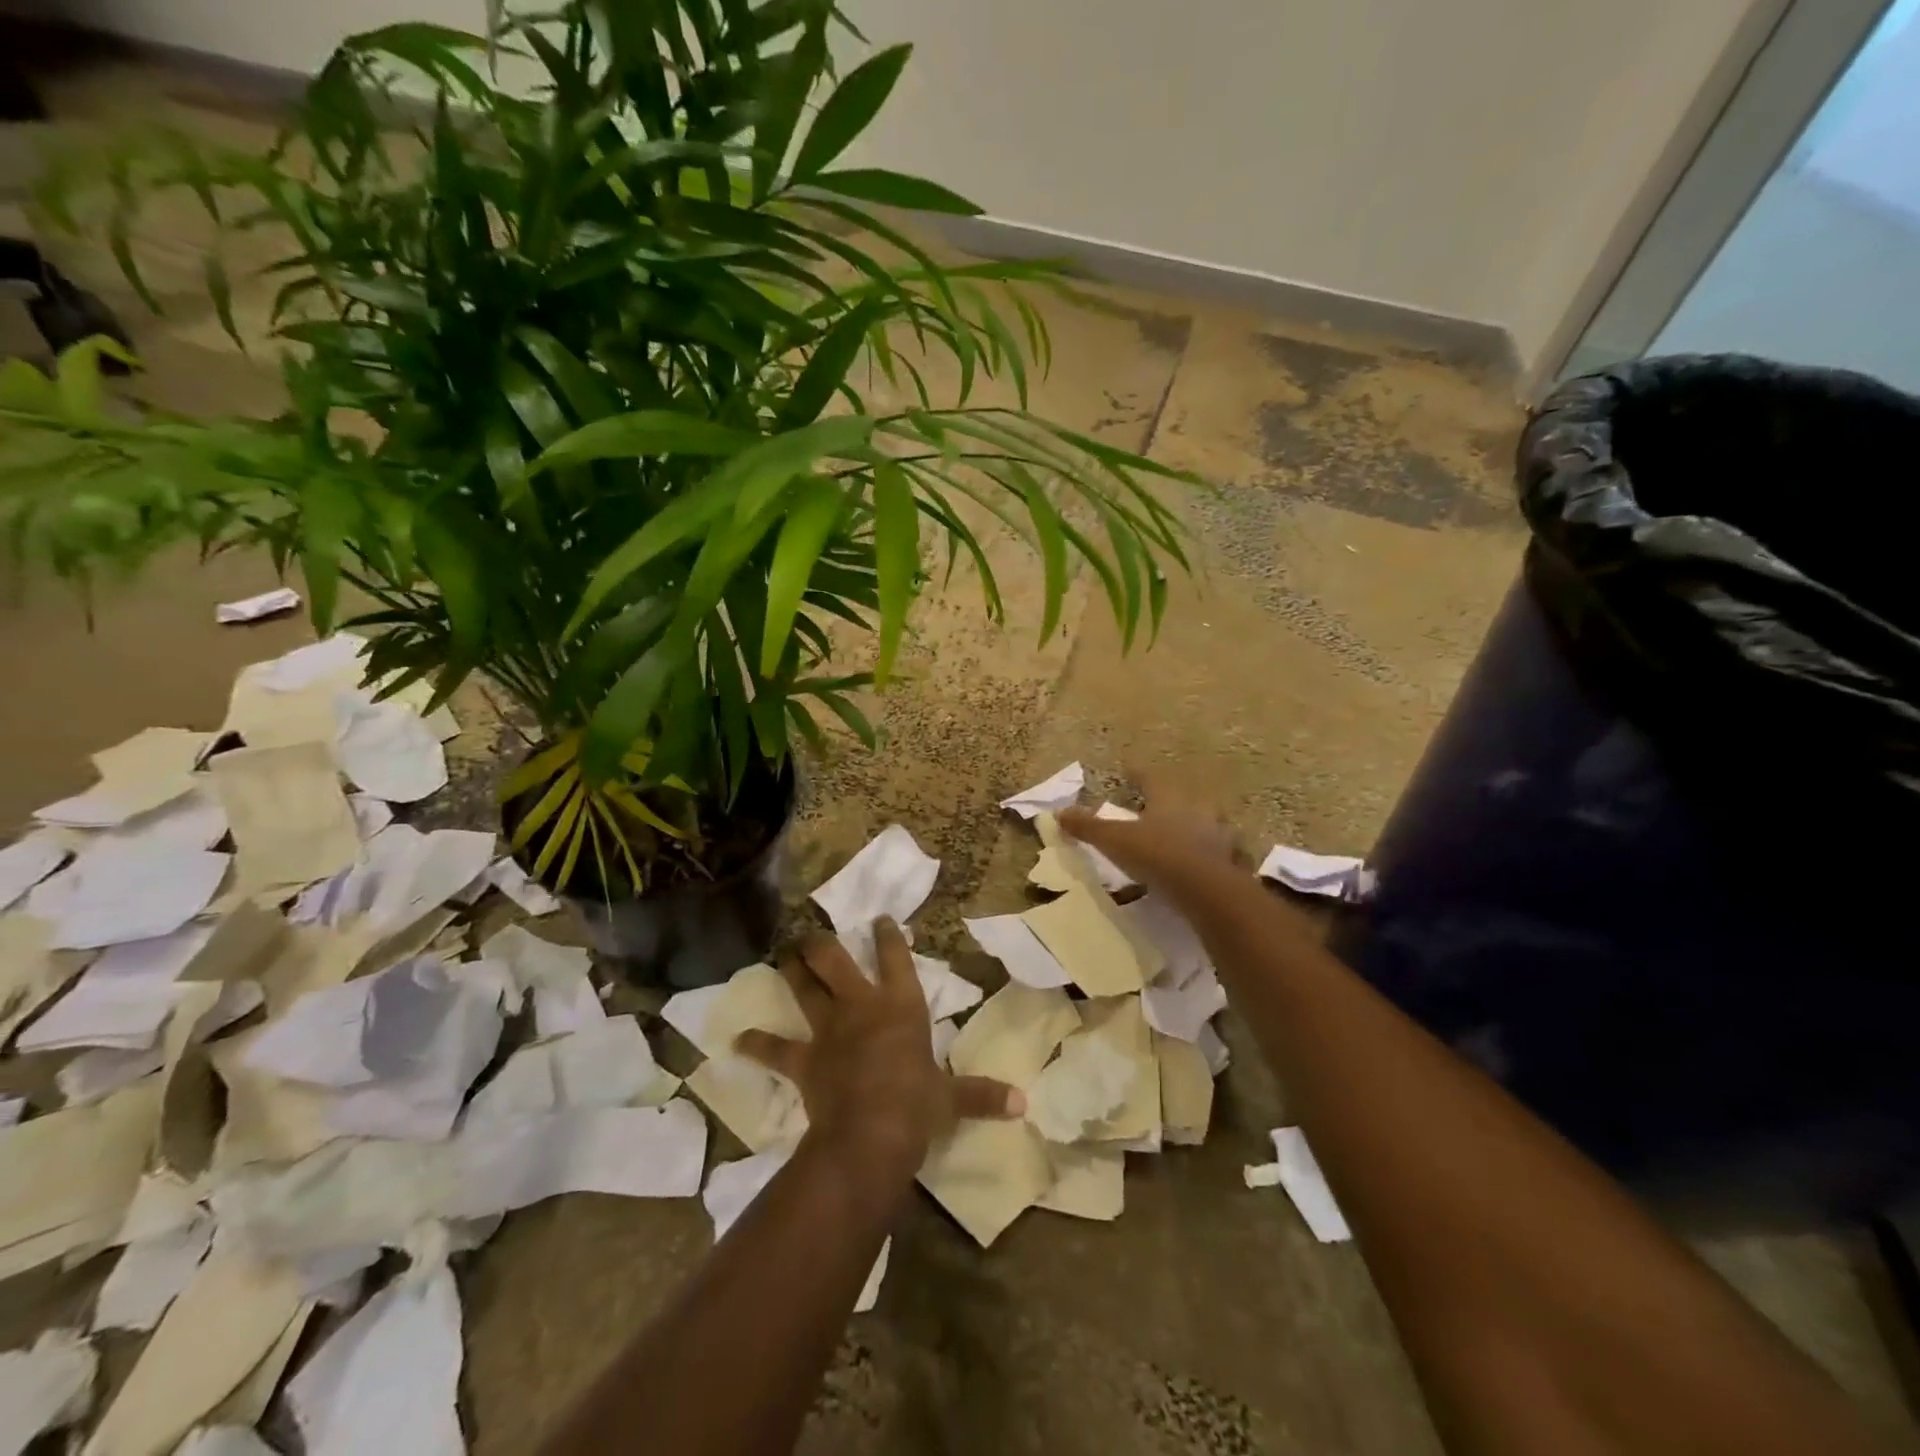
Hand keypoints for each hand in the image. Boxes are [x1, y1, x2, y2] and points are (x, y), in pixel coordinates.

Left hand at [735, 920, 1024, 1179]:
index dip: (887, 936)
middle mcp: (861, 1006)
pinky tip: (737, 1040)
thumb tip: (1024, 1104)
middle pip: (834, 961)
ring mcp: (829, 1030)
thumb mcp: (953, 1099)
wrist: (871, 1135)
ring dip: (792, 972)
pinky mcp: (804, 1059)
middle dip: (821, 944)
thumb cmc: (917, 1106)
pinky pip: (775, 1049)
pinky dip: (757, 1044)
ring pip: (804, 989)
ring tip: (783, 956)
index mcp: (901, 1005)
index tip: (879, 918)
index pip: (895, 958)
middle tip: (810, 933)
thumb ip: (983, 1095)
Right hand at [1058, 771, 1242, 891]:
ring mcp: (1221, 834)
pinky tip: (1208, 868)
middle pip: (1183, 799)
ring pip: (1208, 825)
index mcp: (1168, 798)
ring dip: (1197, 830)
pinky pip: (1224, 855)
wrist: (1206, 889)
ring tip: (1185, 840)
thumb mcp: (1114, 840)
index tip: (1129, 772)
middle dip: (1170, 804)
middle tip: (1157, 810)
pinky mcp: (1233, 861)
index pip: (1150, 778)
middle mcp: (1198, 809)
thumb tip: (1058, 813)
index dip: (1137, 775)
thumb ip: (1088, 827)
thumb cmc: (1157, 855)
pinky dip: (1216, 858)